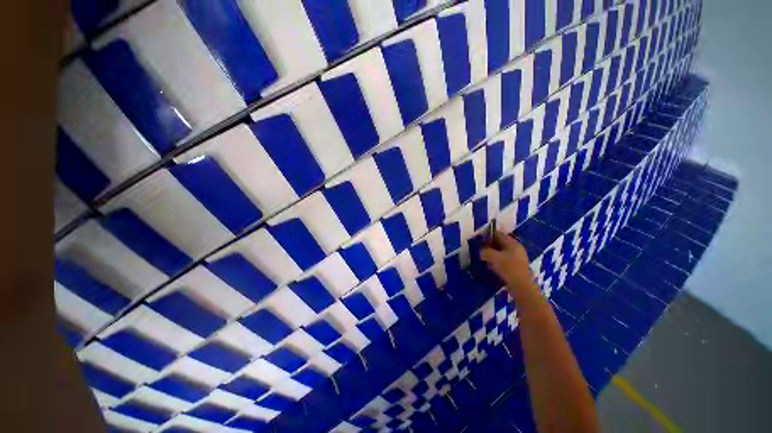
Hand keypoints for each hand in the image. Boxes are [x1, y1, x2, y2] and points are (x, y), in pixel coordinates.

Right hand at [480, 231, 534, 292]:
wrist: (522, 287)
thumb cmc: (508, 268)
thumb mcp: (493, 257)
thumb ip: (485, 251)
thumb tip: (481, 251)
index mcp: (512, 243)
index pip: (498, 234)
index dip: (487, 236)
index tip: (479, 241)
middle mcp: (516, 248)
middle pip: (500, 243)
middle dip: (489, 246)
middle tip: (481, 251)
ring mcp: (517, 257)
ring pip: (501, 252)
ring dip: (492, 254)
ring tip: (485, 259)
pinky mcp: (516, 266)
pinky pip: (504, 260)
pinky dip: (497, 261)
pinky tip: (492, 267)